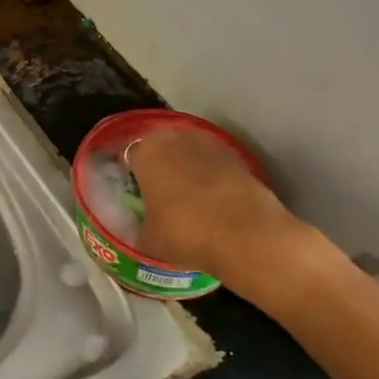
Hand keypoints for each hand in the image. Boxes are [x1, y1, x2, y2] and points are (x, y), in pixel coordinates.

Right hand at [130, 130, 336, 317]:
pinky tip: (213, 202)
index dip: (131, 175)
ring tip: (188, 198)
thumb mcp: (149, 239)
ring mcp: (210, 145)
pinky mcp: (238, 158)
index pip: (129, 157)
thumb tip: (142, 228)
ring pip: (189, 154)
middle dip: (159, 166)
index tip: (135, 194)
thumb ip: (140, 226)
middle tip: (159, 194)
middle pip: (160, 148)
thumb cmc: (186, 233)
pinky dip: (212, 178)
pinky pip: (214, 165)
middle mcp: (175, 139)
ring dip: (187, 169)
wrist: (248, 237)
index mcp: (146, 152)